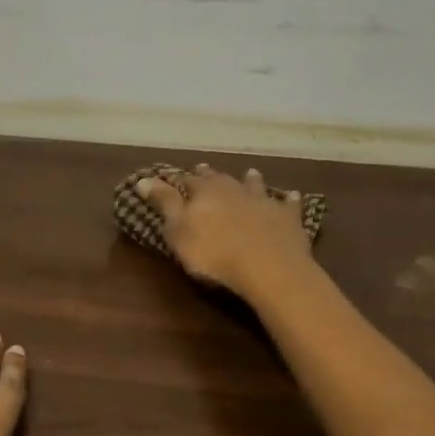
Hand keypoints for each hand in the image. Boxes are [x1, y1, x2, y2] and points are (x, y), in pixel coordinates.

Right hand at [136, 164, 314, 298]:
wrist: (268, 267)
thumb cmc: (213, 253)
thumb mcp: (178, 230)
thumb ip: (163, 203)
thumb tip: (143, 179)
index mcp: (204, 193)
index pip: (186, 181)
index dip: (176, 179)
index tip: (169, 175)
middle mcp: (233, 189)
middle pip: (219, 179)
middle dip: (209, 175)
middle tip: (203, 168)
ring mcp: (263, 202)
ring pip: (254, 185)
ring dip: (250, 179)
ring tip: (250, 173)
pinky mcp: (288, 218)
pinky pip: (288, 204)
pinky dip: (287, 199)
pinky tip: (291, 195)